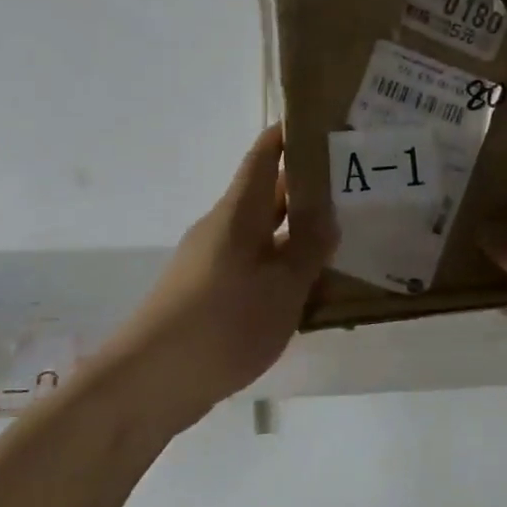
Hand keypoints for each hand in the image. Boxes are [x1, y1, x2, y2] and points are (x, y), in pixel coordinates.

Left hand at [105, 125, 334, 425]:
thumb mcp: (282, 286)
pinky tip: (312, 285)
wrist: (150, 383)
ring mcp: (214, 262)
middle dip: (308, 184)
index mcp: (238, 212)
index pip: (265, 154)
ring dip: (299, 229)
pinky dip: (284, 264)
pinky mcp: (211, 294)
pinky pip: (256, 265)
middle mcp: (223, 228)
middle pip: (268, 193)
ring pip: (265, 232)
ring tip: (346, 232)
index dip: (291, 133)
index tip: (327, 122)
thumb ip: (309, 246)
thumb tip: (329, 212)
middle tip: (356, 182)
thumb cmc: (222, 323)